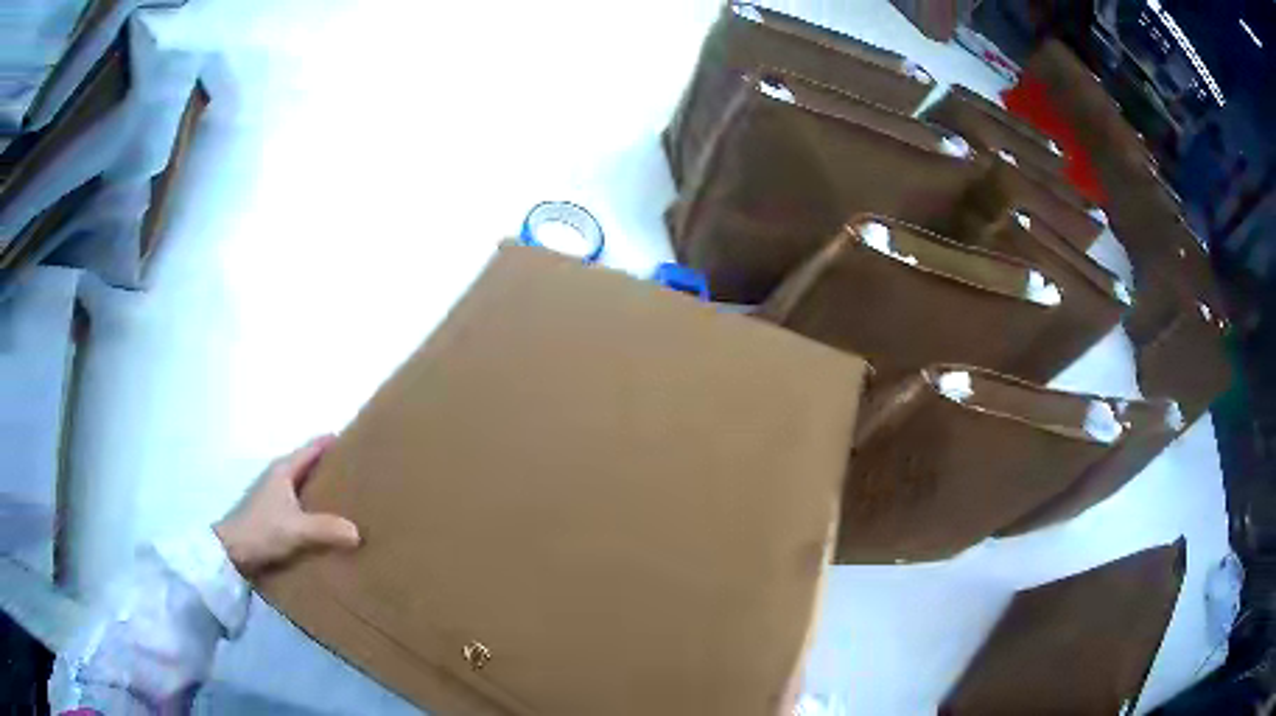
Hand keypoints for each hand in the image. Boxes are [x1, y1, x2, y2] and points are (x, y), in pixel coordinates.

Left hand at [215, 435, 360, 576]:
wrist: (229, 551)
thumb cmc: (261, 529)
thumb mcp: (296, 529)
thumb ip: (325, 528)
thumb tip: (358, 532)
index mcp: (284, 470)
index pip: (312, 448)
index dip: (331, 442)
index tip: (356, 439)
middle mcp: (278, 477)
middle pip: (308, 464)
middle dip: (330, 466)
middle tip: (360, 471)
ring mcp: (273, 496)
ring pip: (303, 485)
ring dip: (321, 487)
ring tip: (348, 498)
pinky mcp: (272, 514)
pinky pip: (299, 503)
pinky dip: (313, 506)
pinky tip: (325, 521)